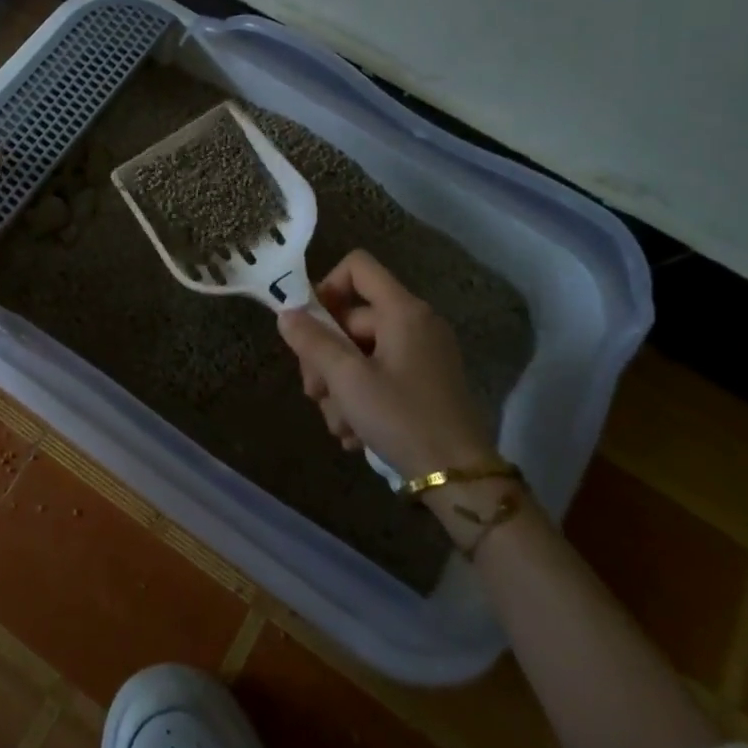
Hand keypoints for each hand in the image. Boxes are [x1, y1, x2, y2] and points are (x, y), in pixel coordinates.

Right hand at [276, 249, 494, 477]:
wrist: (461, 481)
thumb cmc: (402, 418)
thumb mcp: (348, 380)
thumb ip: (313, 342)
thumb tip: (286, 314)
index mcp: (403, 311)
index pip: (357, 266)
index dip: (326, 285)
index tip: (309, 324)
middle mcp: (415, 323)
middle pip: (351, 319)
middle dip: (325, 356)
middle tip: (314, 393)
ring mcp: (421, 355)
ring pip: (360, 354)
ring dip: (339, 388)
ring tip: (339, 425)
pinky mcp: (423, 384)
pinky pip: (379, 376)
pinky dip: (360, 399)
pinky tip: (354, 434)